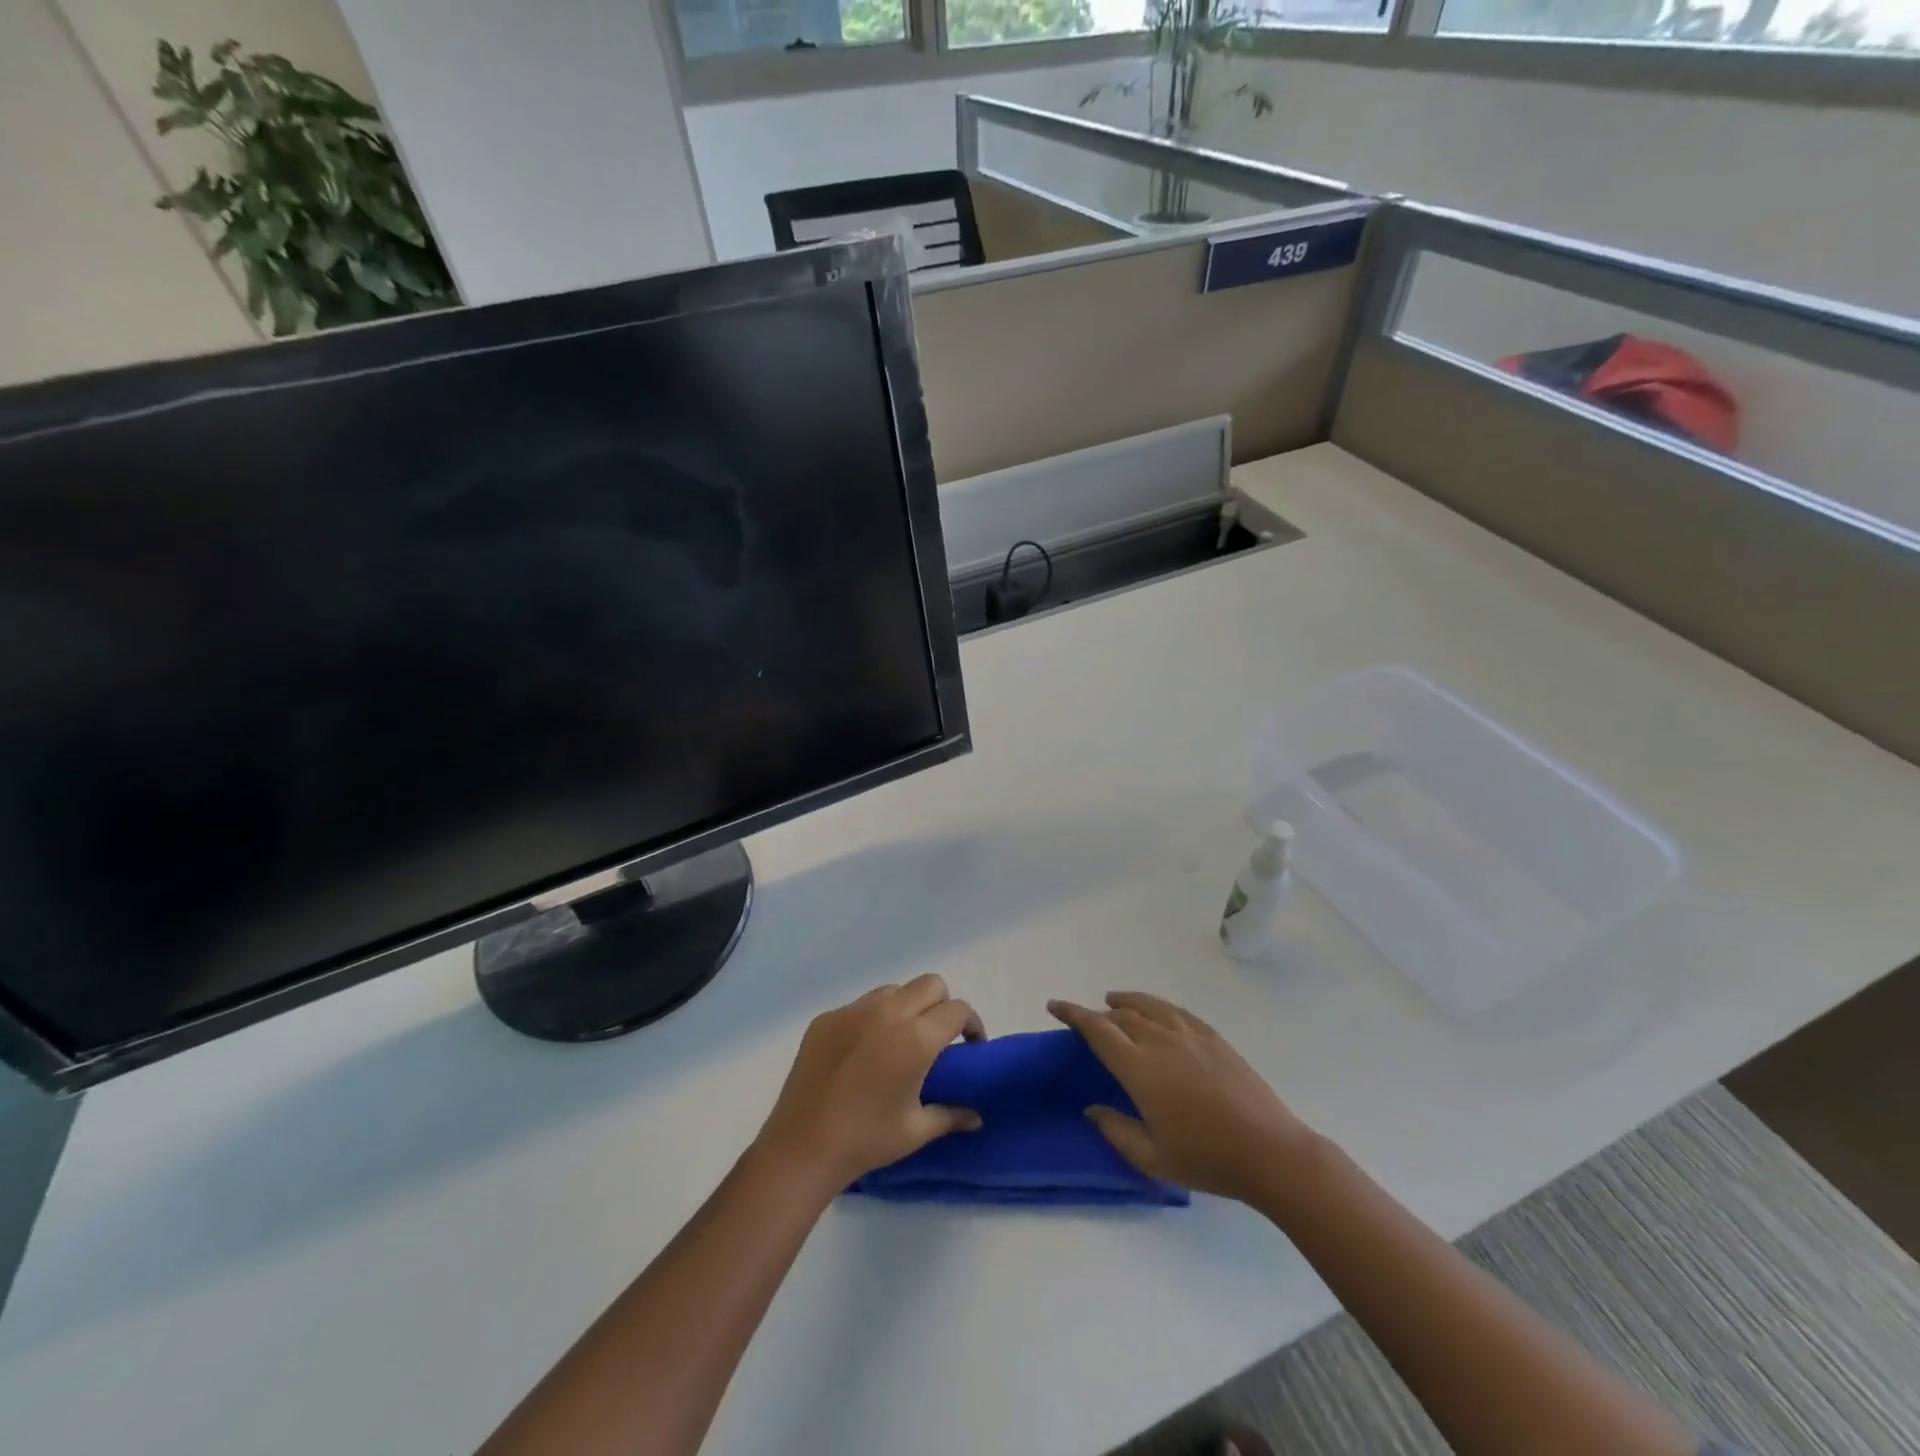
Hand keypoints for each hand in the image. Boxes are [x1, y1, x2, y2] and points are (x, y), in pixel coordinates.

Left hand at [757, 974, 984, 1189]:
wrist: (802, 1148)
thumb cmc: (866, 1140)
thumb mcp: (916, 1131)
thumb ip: (952, 1115)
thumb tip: (976, 1116)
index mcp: (915, 1038)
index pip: (957, 1010)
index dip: (971, 1024)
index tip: (970, 1047)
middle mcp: (887, 1012)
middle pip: (930, 984)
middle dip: (942, 1005)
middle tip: (938, 1039)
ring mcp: (853, 1010)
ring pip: (894, 990)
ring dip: (907, 1006)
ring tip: (900, 1041)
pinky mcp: (827, 1018)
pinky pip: (861, 1005)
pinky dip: (872, 1019)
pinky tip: (863, 1053)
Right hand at [1048, 992, 1314, 1203]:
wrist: (1270, 1151)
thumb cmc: (1207, 1159)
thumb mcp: (1152, 1158)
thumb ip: (1116, 1130)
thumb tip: (1092, 1108)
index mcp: (1140, 1068)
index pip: (1097, 1029)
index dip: (1073, 1013)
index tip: (1054, 1005)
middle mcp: (1160, 1041)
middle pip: (1121, 1015)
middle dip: (1099, 1014)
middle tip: (1087, 1023)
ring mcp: (1190, 1035)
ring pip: (1149, 1006)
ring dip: (1126, 1002)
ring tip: (1114, 1002)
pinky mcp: (1214, 1038)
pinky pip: (1176, 1011)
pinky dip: (1157, 1006)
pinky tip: (1157, 1013)